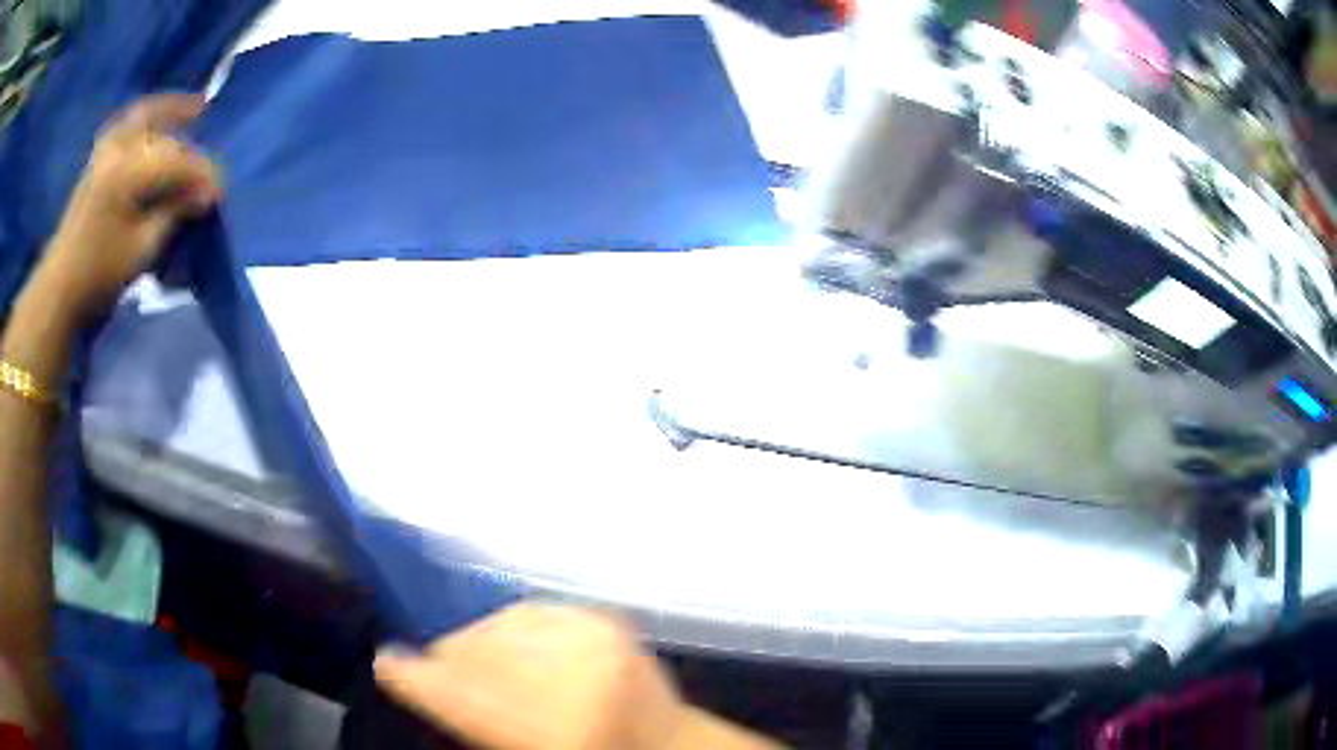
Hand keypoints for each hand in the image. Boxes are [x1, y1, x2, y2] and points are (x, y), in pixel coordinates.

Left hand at [33, 93, 220, 322]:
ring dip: (172, 111)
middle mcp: (119, 149)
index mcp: (128, 172)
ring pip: (146, 115)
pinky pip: (129, 122)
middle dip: (190, 154)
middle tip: (206, 176)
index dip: (203, 175)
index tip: (220, 194)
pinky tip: (160, 121)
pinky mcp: (99, 157)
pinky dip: (148, 116)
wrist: (59, 288)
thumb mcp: (140, 250)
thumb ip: (173, 214)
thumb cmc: (98, 275)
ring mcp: (107, 149)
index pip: (178, 161)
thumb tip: (204, 195)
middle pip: (165, 140)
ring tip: (196, 109)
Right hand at [374, 603, 685, 749]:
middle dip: (446, 658)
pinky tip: (505, 640)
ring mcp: (598, 642)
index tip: (387, 664)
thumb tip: (426, 681)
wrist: (668, 743)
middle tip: (430, 667)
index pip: (464, 695)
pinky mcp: (607, 618)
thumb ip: (478, 722)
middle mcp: (577, 681)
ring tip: (471, 658)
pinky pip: (532, 610)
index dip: (416, 677)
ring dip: (475, 640)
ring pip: (499, 625)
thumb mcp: (524, 747)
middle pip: (478, 653)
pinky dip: (508, 625)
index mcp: (557, 733)